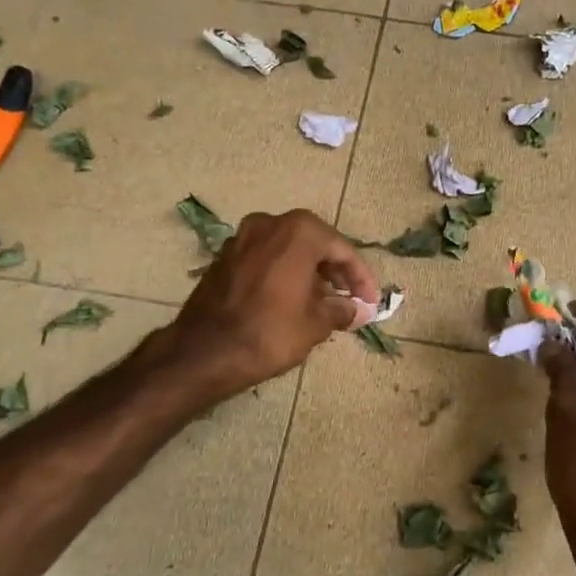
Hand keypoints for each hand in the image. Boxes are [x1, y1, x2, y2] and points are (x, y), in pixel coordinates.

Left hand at [162, 210, 379, 400]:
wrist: (204, 352)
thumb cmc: (269, 332)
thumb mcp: (315, 324)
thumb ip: (341, 310)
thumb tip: (356, 310)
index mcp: (298, 232)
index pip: (342, 249)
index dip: (361, 278)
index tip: (371, 302)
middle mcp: (269, 223)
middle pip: (314, 243)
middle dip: (336, 272)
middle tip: (351, 300)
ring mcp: (242, 238)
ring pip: (288, 249)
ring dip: (310, 272)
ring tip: (324, 303)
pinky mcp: (224, 257)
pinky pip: (266, 258)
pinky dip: (284, 273)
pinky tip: (293, 300)